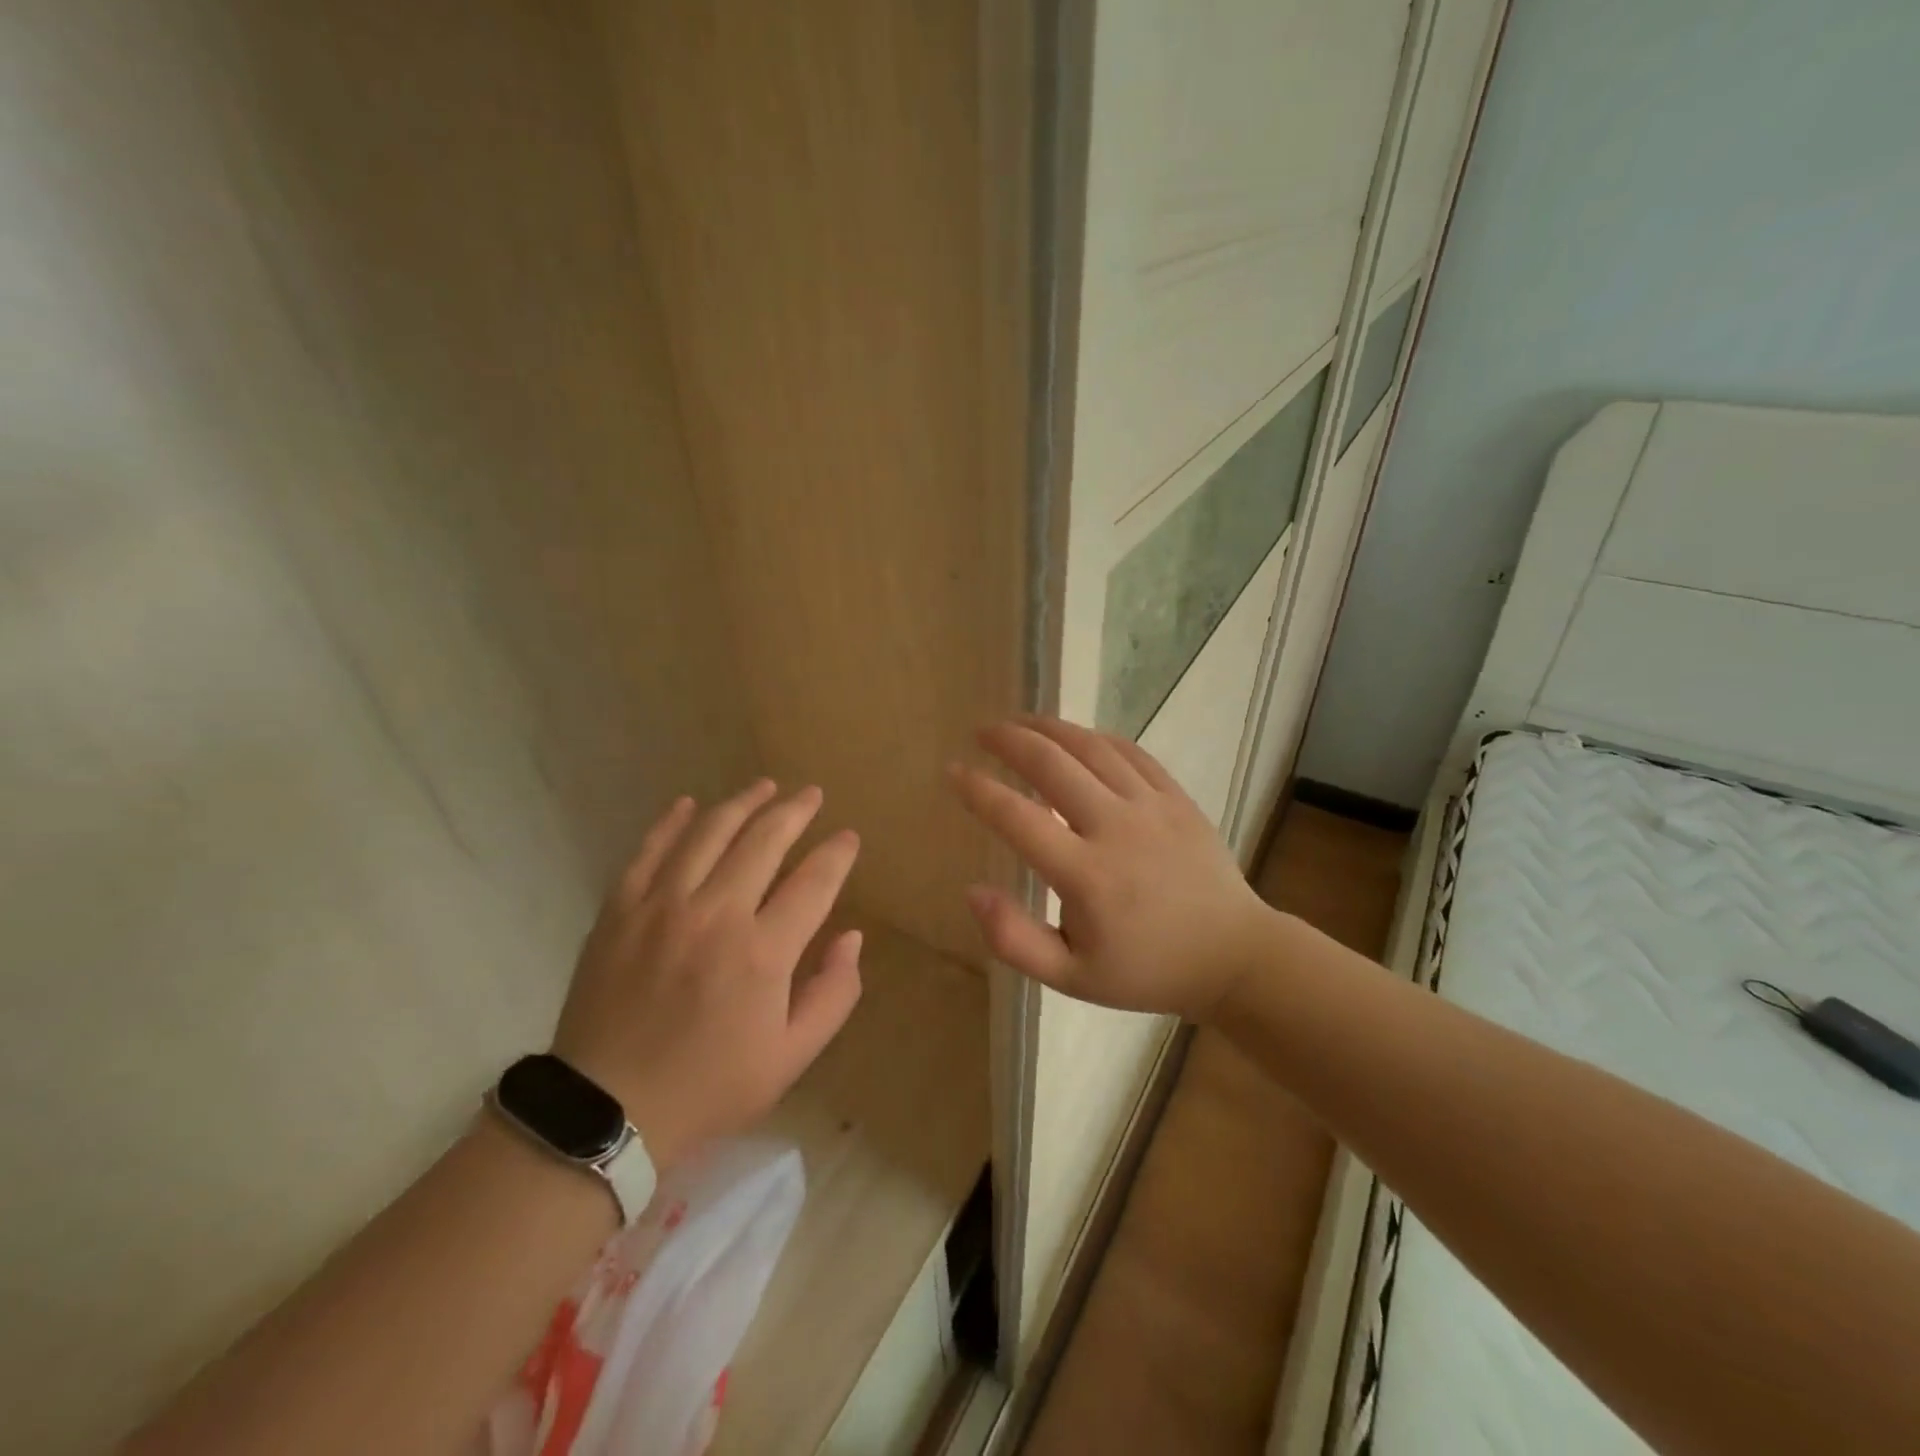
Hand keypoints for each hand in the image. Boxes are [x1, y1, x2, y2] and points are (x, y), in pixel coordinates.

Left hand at [551, 780, 862, 1168]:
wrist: (607, 1111)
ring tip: (765, 785)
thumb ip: (833, 993)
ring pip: (710, 832)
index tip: (848, 837)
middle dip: (795, 811)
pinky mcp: (620, 909)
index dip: (837, 854)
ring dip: (743, 802)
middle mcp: (716, 914)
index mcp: (763, 952)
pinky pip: (650, 849)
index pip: (814, 882)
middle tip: (812, 794)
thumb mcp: (791, 1057)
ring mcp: (663, 906)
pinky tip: (689, 803)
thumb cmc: (710, 1087)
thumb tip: (852, 936)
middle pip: (765, 840)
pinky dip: (672, 821)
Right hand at [948, 716, 1274, 1018]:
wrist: (1230, 956)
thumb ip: (1014, 940)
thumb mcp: (1071, 977)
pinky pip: (1130, 752)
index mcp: (1086, 876)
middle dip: (1009, 740)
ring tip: (1019, 721)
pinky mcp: (1177, 797)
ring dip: (1049, 728)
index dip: (979, 790)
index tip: (954, 771)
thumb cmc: (1144, 970)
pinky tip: (1075, 736)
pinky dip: (1095, 737)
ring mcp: (1151, 807)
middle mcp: (1116, 828)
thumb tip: (972, 890)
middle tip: (982, 731)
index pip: (1018, 817)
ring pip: (1091, 748)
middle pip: (1052, 764)